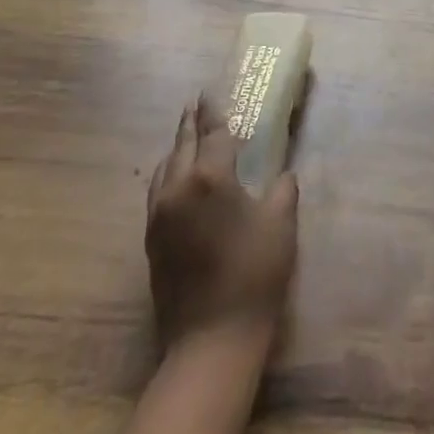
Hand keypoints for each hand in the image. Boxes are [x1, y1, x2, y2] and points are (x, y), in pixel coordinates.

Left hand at [145, 97, 298, 353]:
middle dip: (190, 122)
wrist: (211, 341)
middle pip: (182, 144)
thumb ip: (282, 190)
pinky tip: (176, 177)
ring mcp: (160, 214)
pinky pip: (158, 191)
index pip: (212, 133)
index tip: (210, 92)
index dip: (214, 111)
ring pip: (165, 167)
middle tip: (195, 103)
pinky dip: (168, 173)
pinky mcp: (152, 239)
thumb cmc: (253, 275)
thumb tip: (282, 175)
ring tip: (186, 136)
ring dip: (177, 148)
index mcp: (210, 177)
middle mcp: (178, 188)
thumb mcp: (280, 224)